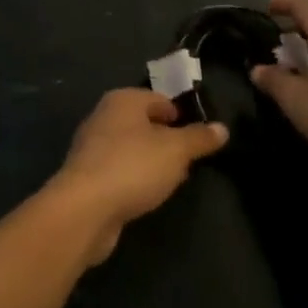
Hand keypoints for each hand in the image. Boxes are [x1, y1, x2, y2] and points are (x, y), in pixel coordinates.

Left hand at [47, 89, 227, 263]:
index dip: (180, 115)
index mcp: (123, 99)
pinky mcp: (87, 176)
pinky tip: (147, 196)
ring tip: (172, 181)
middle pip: (144, 123)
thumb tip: (222, 128)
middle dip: (167, 140)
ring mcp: (92, 146)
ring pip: (131, 148)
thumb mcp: (176, 150)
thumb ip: (199, 138)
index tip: (198, 137)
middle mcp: (104, 116)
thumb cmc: (133, 166)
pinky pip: (119, 170)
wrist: (85, 208)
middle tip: (188, 161)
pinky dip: (134, 178)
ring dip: (151, 162)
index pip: (159, 99)